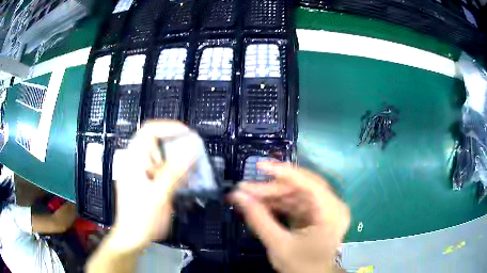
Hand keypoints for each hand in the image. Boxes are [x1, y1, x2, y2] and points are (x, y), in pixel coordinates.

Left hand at [109, 121, 194, 251]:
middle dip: (175, 146)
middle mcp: (135, 162)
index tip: (187, 134)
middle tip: (193, 154)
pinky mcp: (145, 182)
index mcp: (134, 160)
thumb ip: (176, 171)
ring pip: (160, 157)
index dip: (168, 128)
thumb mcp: (160, 194)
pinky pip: (161, 170)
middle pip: (156, 143)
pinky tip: (182, 183)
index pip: (149, 131)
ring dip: (176, 161)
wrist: (132, 237)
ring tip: (190, 171)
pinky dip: (173, 172)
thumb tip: (192, 150)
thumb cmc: (142, 218)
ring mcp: (139, 172)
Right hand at [230, 162, 349, 272]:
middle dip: (272, 188)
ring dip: (272, 195)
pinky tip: (260, 205)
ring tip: (248, 197)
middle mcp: (332, 206)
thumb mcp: (278, 244)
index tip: (260, 166)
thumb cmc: (301, 266)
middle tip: (245, 188)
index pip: (310, 184)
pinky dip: (278, 204)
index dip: (284, 172)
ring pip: (296, 194)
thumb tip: (237, 195)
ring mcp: (324, 210)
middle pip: (301, 187)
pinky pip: (296, 204)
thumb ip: (258, 219)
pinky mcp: (316, 215)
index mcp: (331, 213)